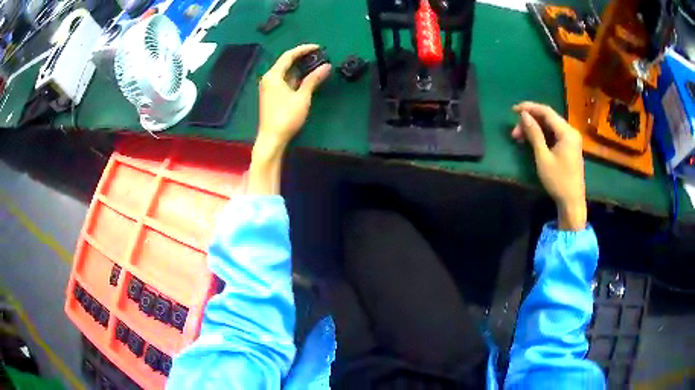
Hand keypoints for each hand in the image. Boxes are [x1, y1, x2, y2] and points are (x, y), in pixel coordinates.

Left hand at [257, 44, 330, 150]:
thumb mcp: (302, 97)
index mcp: (273, 75)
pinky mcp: (272, 96)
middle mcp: (269, 78)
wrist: (272, 138)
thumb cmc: (286, 116)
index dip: (304, 49)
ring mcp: (269, 88)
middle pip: (286, 62)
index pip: (288, 56)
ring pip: (285, 72)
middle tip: (319, 55)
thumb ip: (313, 80)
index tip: (319, 47)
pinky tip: (306, 78)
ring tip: (316, 65)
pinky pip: (284, 80)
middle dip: (302, 57)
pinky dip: (296, 77)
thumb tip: (326, 66)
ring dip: (300, 68)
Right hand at [512, 102, 586, 230]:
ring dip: (535, 129)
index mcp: (567, 132)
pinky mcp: (569, 147)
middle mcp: (570, 131)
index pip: (546, 111)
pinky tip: (531, 141)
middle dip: (530, 121)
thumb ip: (534, 134)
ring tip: (519, 138)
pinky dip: (542, 136)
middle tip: (514, 133)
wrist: (572, 202)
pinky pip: (554, 135)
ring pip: (550, 127)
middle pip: (548, 118)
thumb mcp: (543, 157)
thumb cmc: (558, 181)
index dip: (529, 108)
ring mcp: (571, 139)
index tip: (513, 110)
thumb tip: (524, 115)